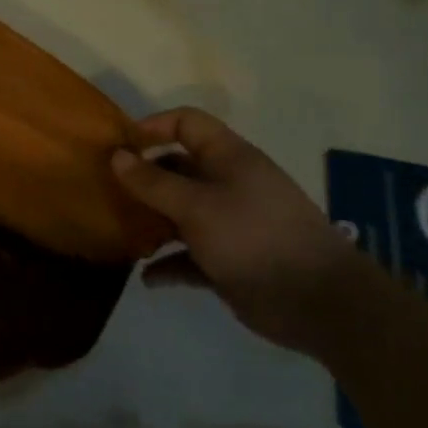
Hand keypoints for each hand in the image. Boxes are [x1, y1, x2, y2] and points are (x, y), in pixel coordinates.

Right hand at [111, 108, 360, 353]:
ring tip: (121, 233)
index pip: (187, 124)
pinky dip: (169, 264)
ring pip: (179, 213)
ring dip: (151, 223)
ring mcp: (228, 224)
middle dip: (143, 179)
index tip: (120, 147)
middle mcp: (228, 184)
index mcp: (228, 158)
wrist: (319, 303)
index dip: (153, 127)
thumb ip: (153, 182)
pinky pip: (189, 256)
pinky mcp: (228, 261)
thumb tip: (116, 155)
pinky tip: (148, 277)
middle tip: (108, 192)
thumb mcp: (196, 206)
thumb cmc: (254, 237)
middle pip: (177, 169)